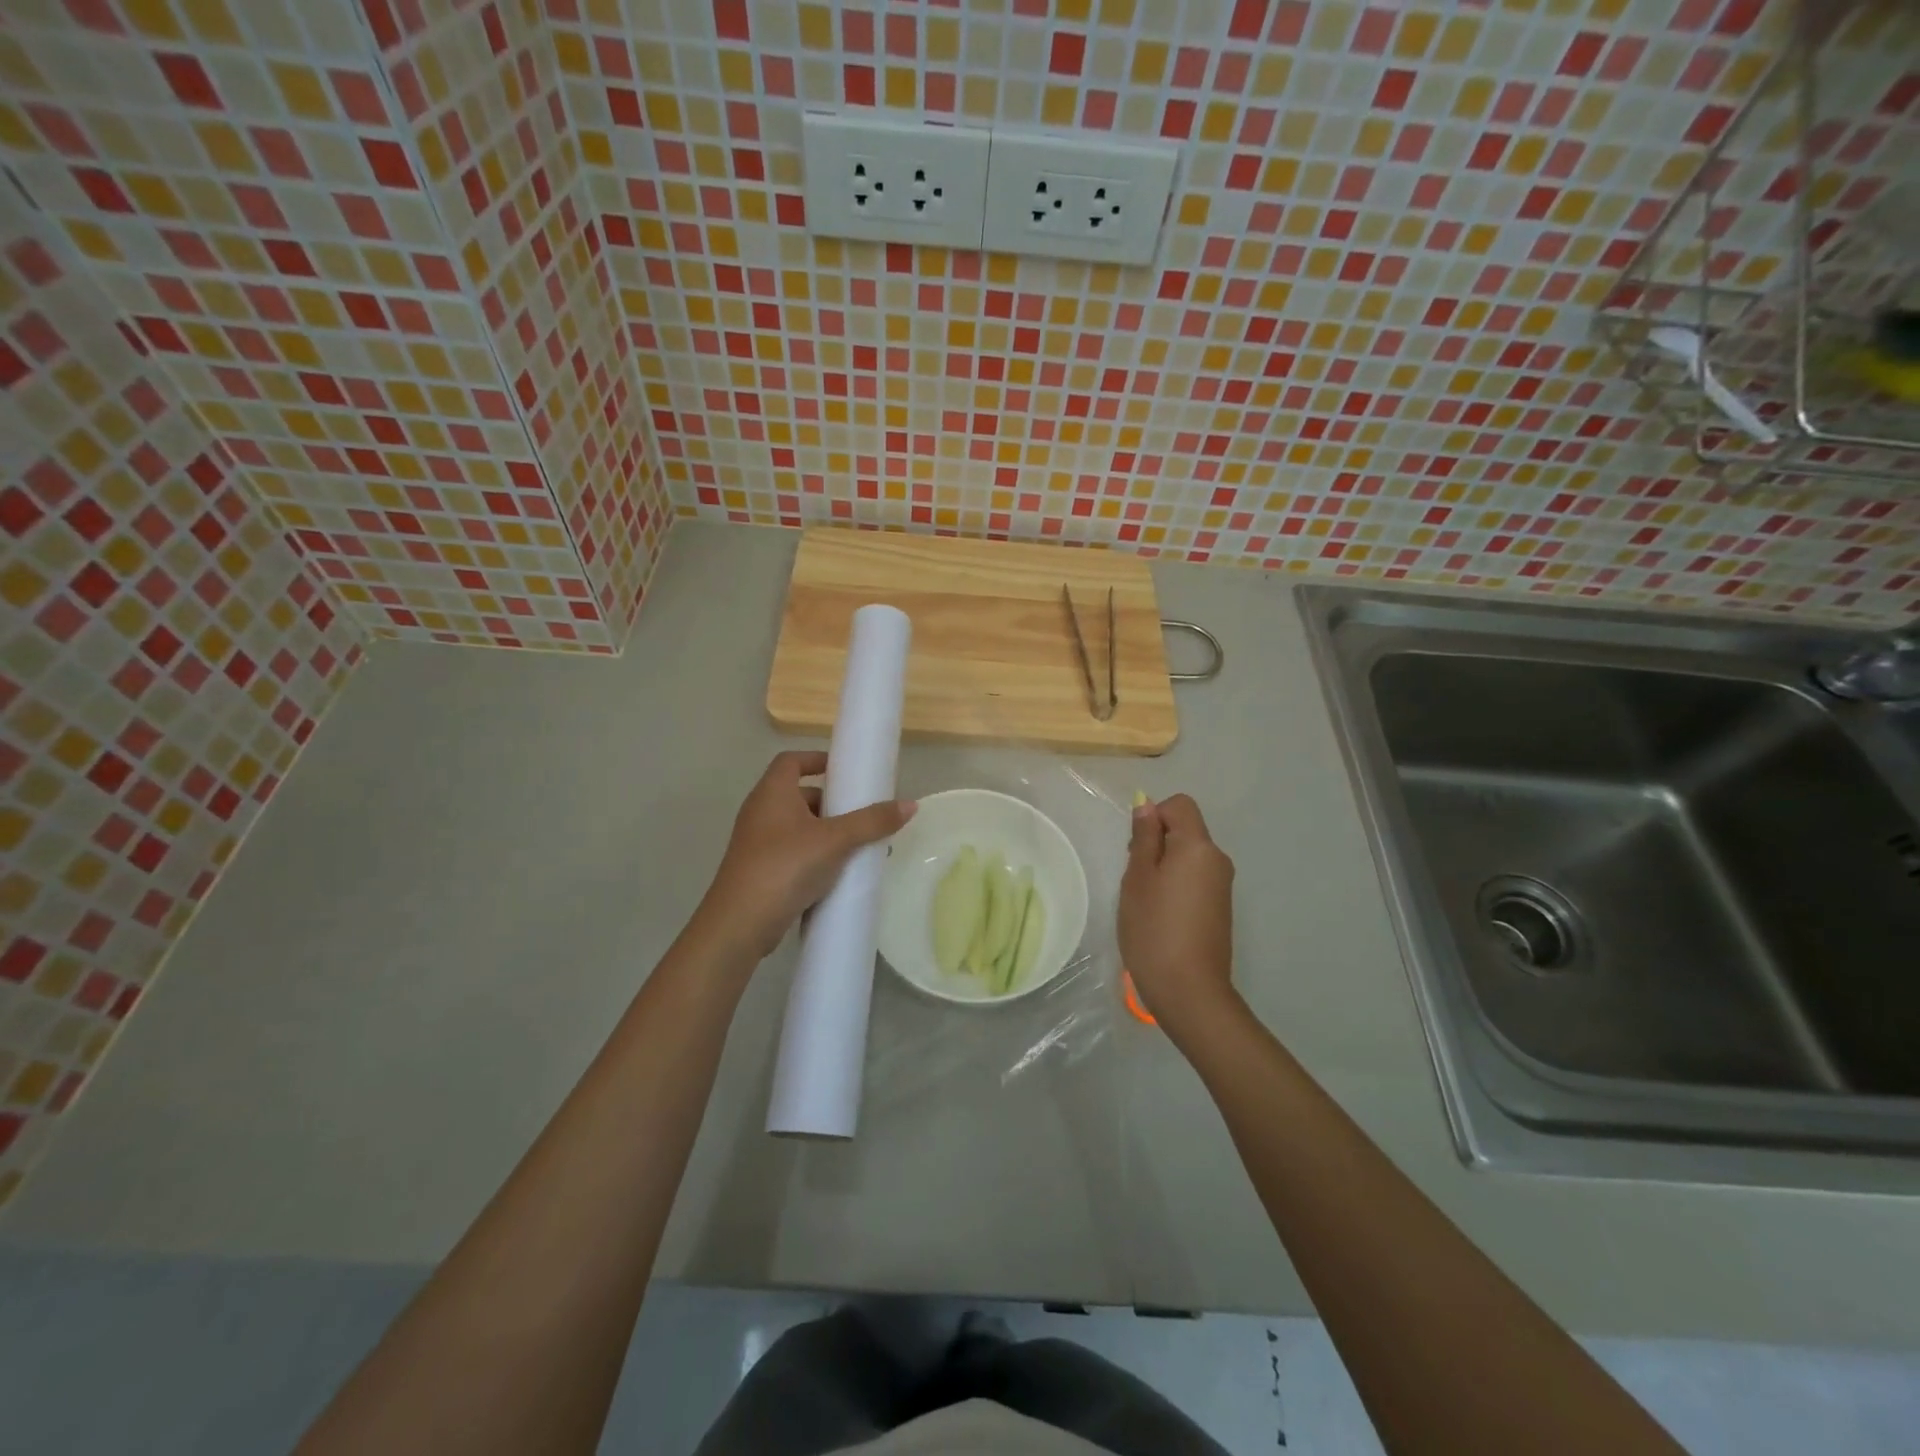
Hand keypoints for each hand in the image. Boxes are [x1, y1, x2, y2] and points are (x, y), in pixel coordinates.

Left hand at [698, 751, 914, 961]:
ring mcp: (757, 844)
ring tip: (859, 847)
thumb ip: (872, 821)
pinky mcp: (760, 871)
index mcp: (772, 793)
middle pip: (799, 795)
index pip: (791, 760)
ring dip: (827, 833)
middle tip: (862, 814)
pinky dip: (816, 856)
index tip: (845, 770)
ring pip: (798, 827)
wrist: (740, 924)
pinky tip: (839, 874)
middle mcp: (760, 812)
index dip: (817, 759)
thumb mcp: (836, 840)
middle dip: (831, 802)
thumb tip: (911, 804)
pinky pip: (793, 853)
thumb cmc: (785, 866)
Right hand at [1119, 794, 1236, 1043]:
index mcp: (1199, 846)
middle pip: (1186, 830)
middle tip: (1134, 878)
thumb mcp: (1138, 878)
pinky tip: (1161, 916)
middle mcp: (1218, 860)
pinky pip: (1196, 879)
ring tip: (1145, 901)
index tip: (1136, 848)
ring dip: (1165, 866)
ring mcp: (1223, 886)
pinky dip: (1177, 886)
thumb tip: (1147, 805)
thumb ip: (1144, 837)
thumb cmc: (1154, 928)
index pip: (1180, 805)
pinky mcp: (1221, 909)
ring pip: (1189, 857)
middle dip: (1157, 843)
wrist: (1189, 990)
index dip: (1154, 816)